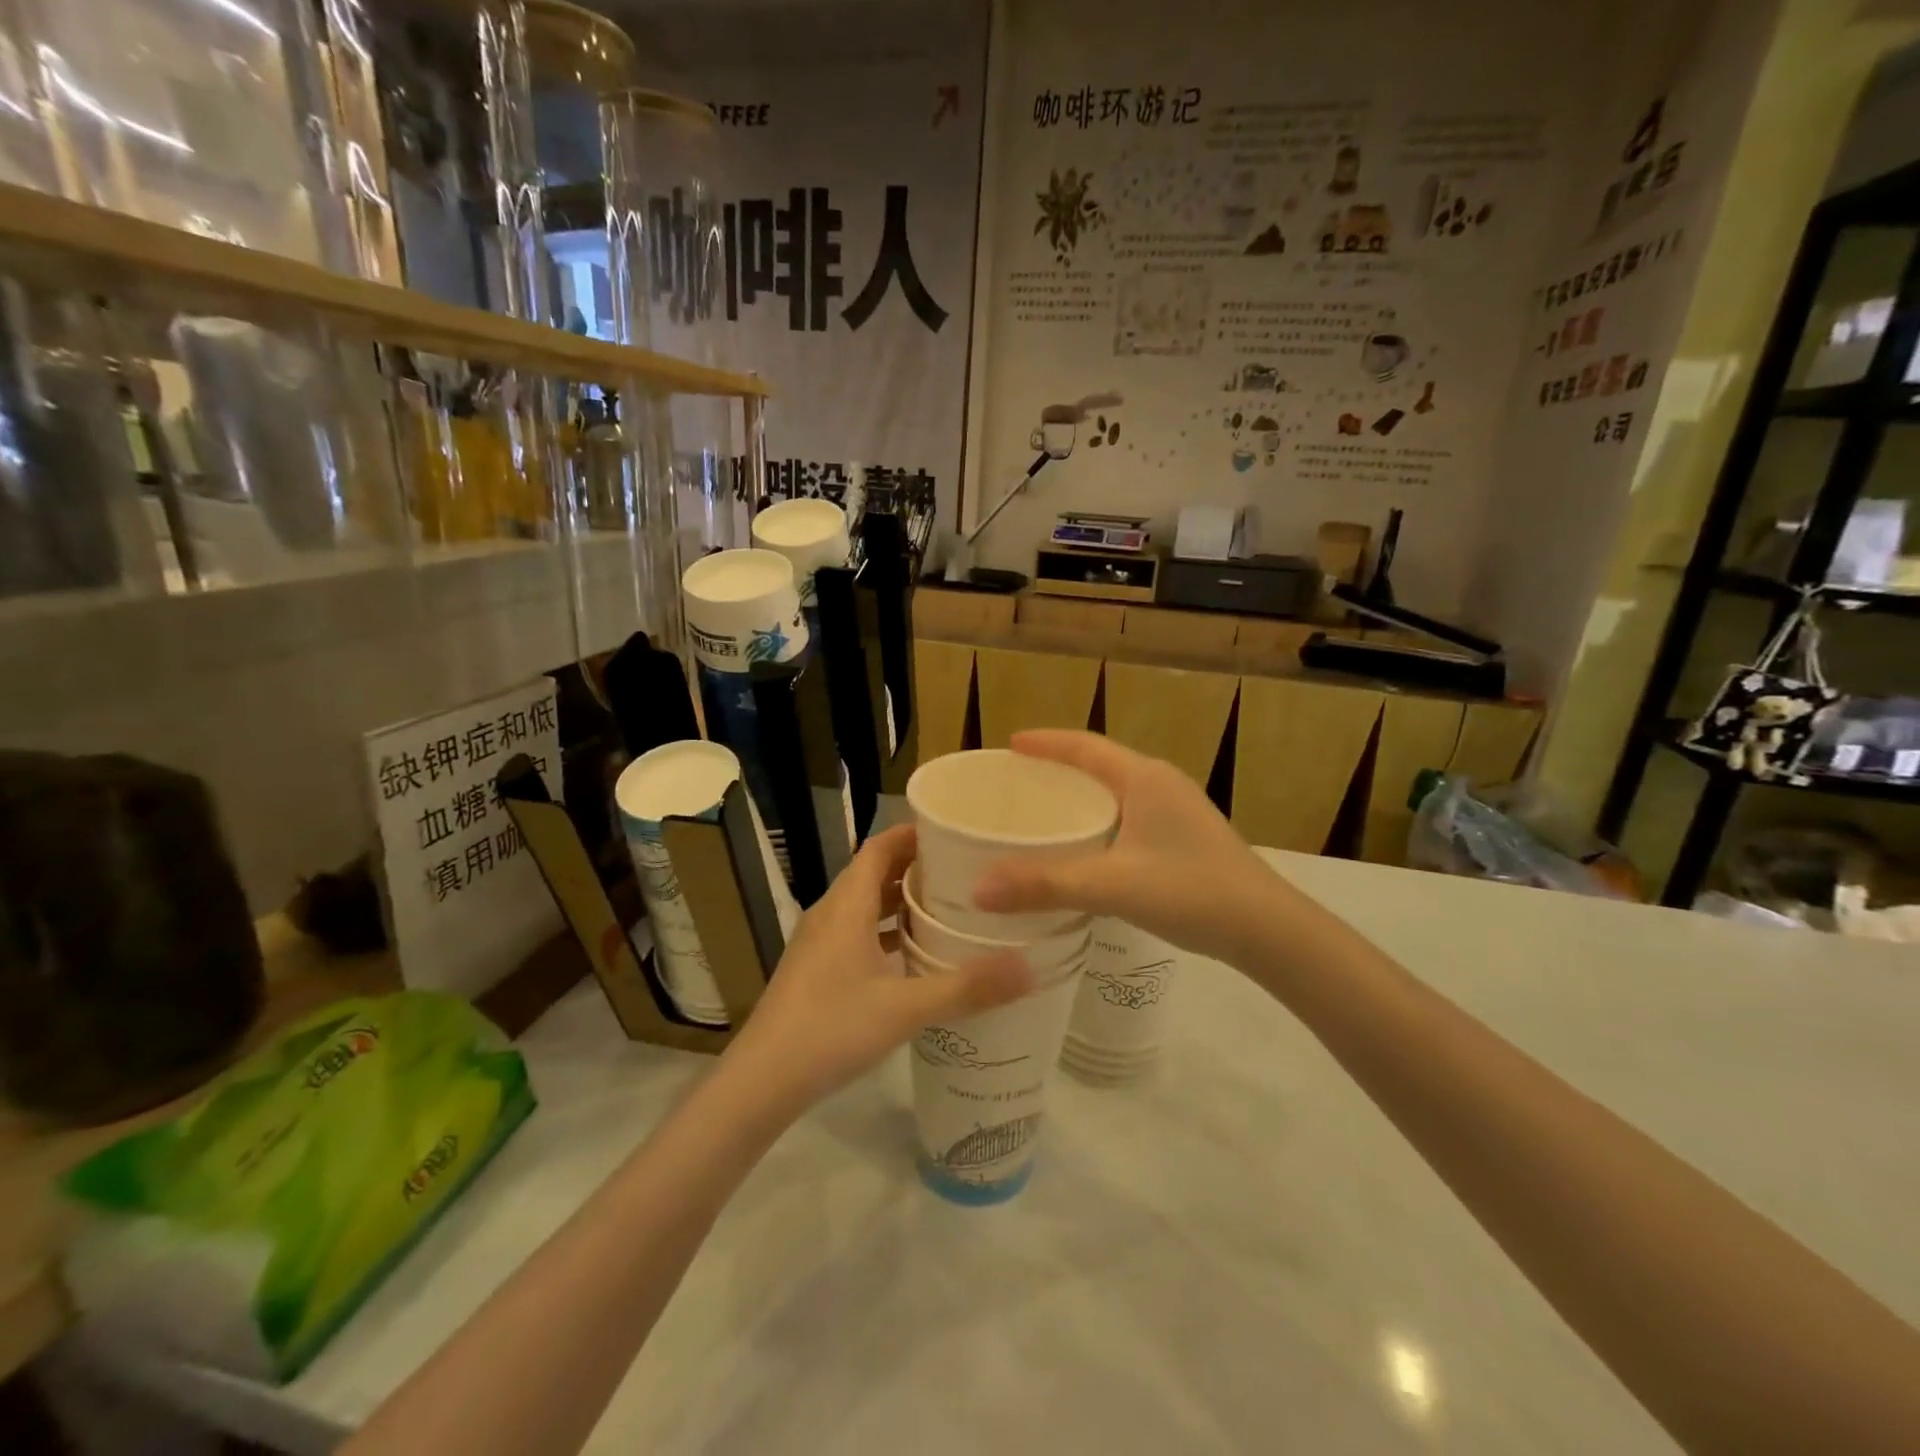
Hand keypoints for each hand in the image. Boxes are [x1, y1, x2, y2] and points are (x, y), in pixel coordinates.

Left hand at [723, 824, 1033, 1111]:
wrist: (762, 1081)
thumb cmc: (831, 1029)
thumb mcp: (906, 1008)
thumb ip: (967, 988)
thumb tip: (1029, 967)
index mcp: (846, 905)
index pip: (880, 847)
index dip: (914, 834)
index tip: (955, 832)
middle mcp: (830, 913)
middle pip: (874, 872)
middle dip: (916, 867)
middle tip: (965, 871)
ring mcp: (819, 942)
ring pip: (865, 905)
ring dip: (901, 901)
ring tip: (948, 908)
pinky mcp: (817, 968)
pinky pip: (857, 932)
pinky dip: (886, 931)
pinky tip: (914, 955)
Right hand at [973, 731, 1283, 965]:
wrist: (1268, 929)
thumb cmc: (1191, 891)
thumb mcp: (1112, 886)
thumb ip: (1045, 885)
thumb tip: (978, 889)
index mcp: (1144, 778)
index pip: (1084, 746)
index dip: (1045, 742)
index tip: (1010, 745)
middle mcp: (1161, 784)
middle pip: (1100, 764)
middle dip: (1058, 768)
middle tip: (1018, 782)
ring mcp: (1178, 810)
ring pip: (1117, 791)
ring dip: (1081, 796)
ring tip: (1044, 812)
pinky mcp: (1185, 837)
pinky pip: (1129, 814)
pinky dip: (1099, 820)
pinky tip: (1086, 849)